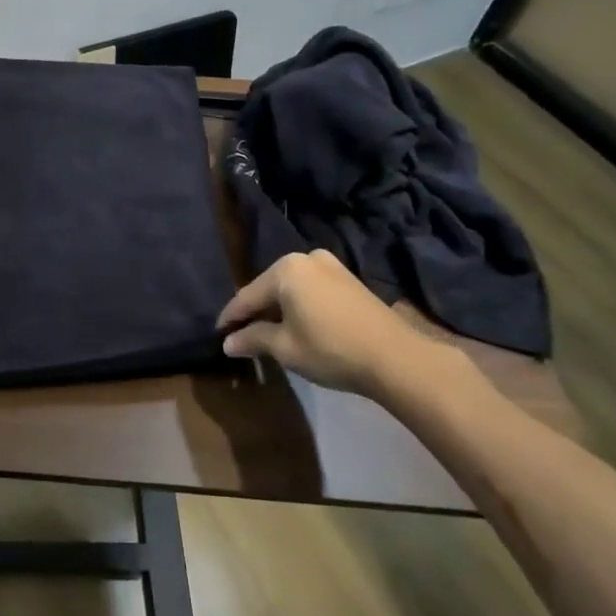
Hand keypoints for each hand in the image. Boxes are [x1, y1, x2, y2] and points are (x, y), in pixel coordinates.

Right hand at [216, 249, 427, 395]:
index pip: (247, 296)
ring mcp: (331, 266)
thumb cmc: (330, 348)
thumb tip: (227, 343)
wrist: (395, 357)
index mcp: (285, 268)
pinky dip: (300, 306)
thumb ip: (253, 339)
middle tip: (242, 335)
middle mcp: (306, 258)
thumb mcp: (284, 347)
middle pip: (270, 288)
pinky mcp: (349, 280)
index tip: (219, 334)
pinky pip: (312, 290)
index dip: (231, 318)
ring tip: (269, 333)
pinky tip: (298, 326)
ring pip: (292, 289)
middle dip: (256, 312)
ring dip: (280, 310)